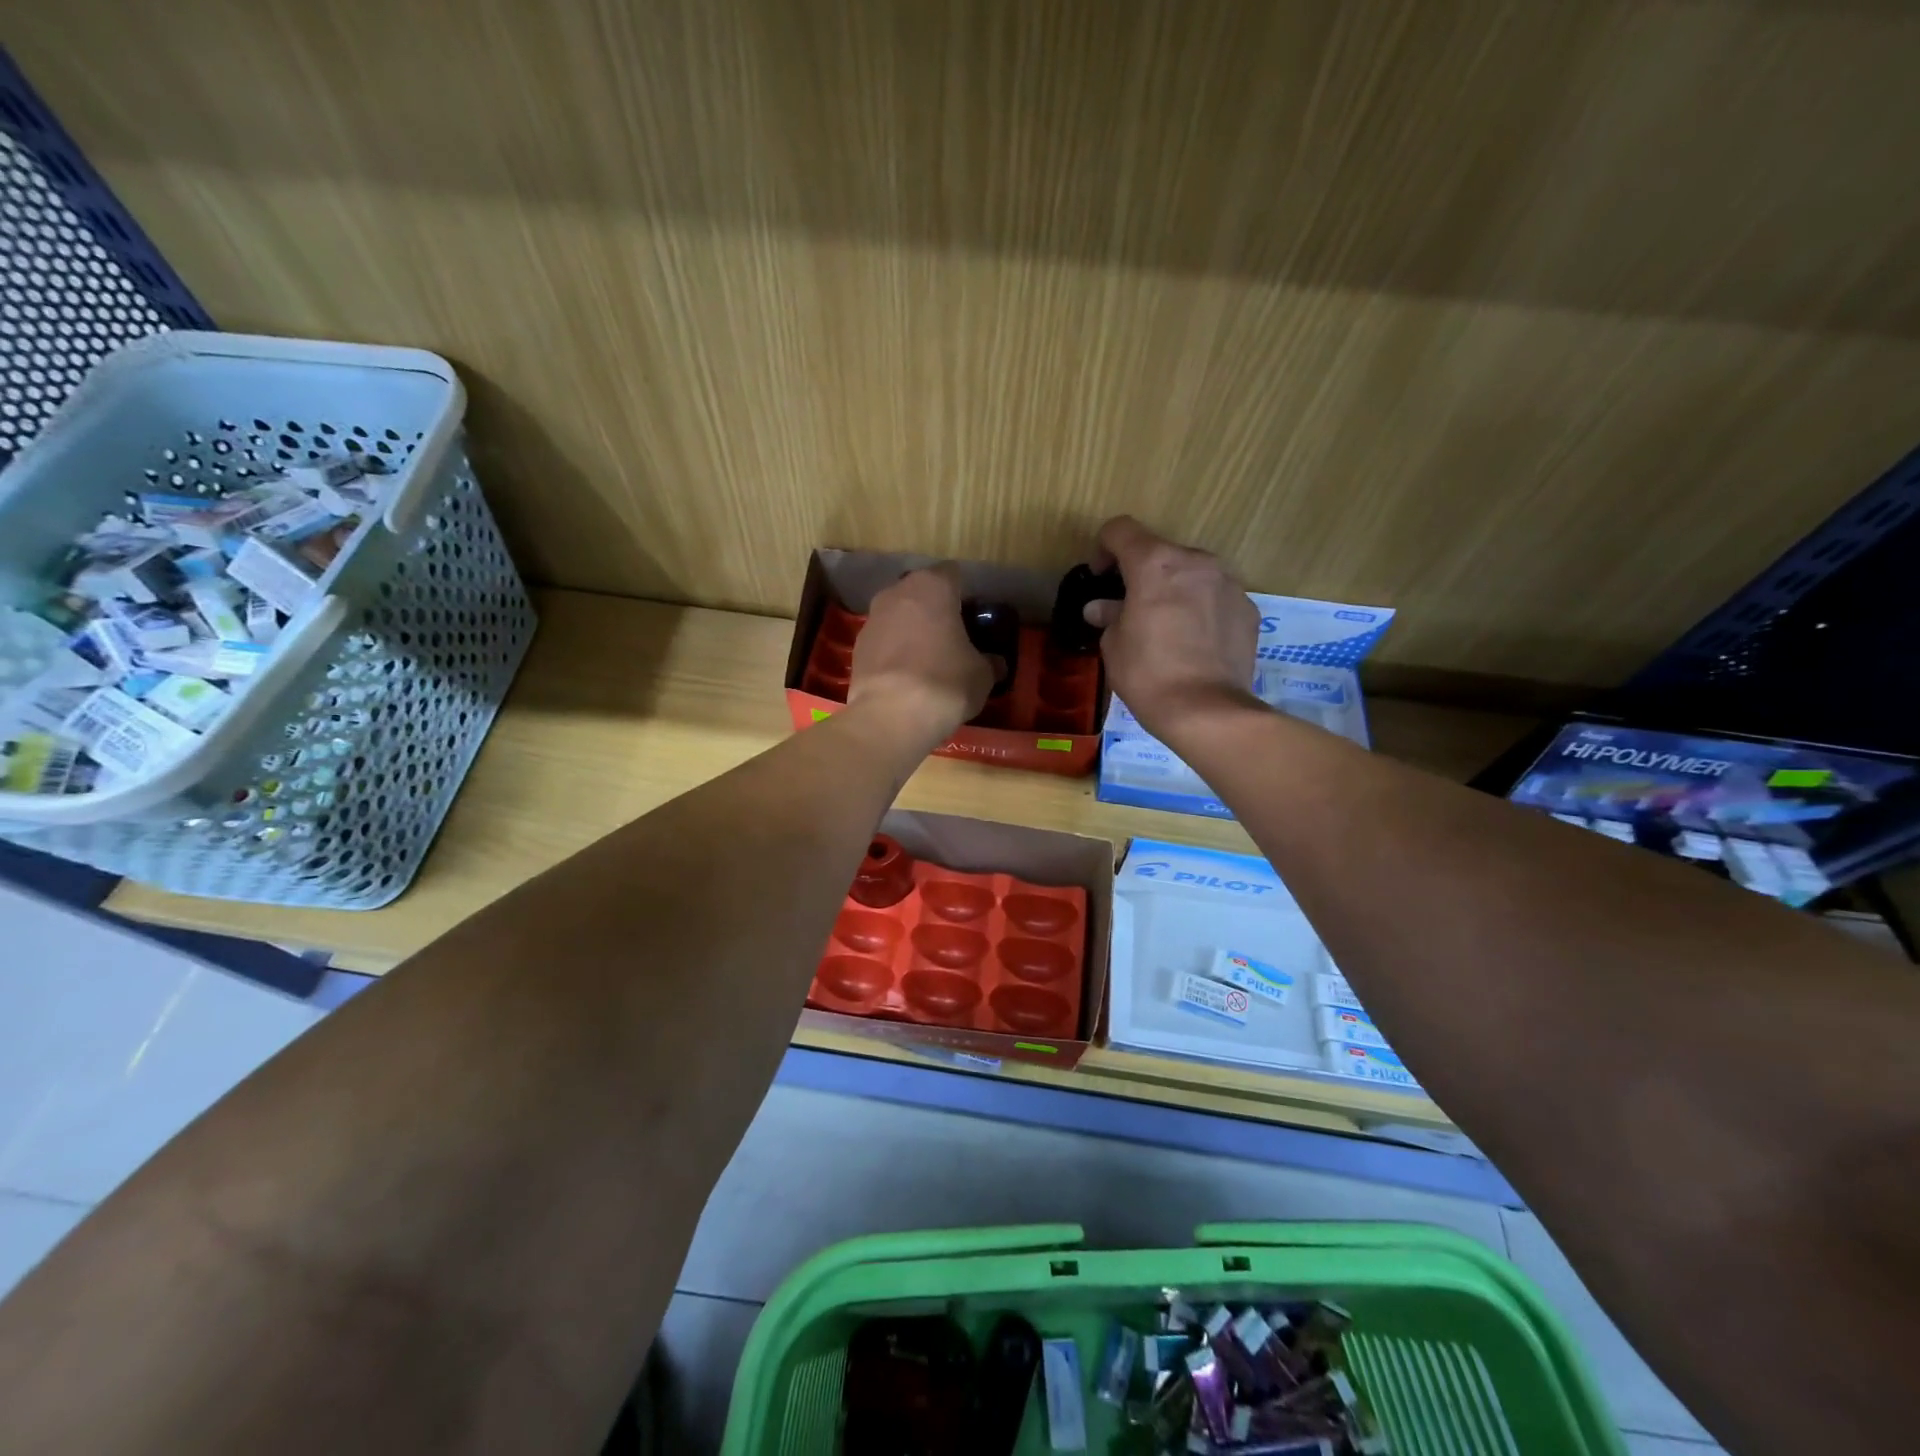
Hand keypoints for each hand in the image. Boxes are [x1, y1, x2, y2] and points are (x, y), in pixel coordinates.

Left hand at [849, 563, 994, 744]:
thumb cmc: (945, 683)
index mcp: (933, 586)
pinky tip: (905, 676)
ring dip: (912, 629)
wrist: (891, 715)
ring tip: (927, 659)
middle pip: (921, 592)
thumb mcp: (982, 675)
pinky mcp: (856, 645)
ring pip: (899, 614)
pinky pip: (883, 640)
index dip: (965, 595)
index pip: (954, 574)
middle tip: (952, 637)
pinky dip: (894, 650)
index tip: (973, 618)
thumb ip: (989, 662)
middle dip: (935, 609)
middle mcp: (898, 591)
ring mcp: (872, 617)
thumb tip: (994, 663)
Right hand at [1086, 516, 1259, 738]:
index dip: (1104, 548)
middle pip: (1160, 552)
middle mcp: (1195, 561)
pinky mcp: (1248, 608)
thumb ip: (1109, 616)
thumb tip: (1101, 608)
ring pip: (1192, 573)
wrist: (1207, 711)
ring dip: (1175, 589)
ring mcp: (1228, 583)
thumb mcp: (1114, 645)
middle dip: (1143, 574)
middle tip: (1131, 608)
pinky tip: (1194, 642)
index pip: (1121, 530)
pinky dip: (1201, 609)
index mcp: (1154, 563)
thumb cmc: (1148, 674)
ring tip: (1166, 626)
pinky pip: (1216, 597)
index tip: (1100, 576)